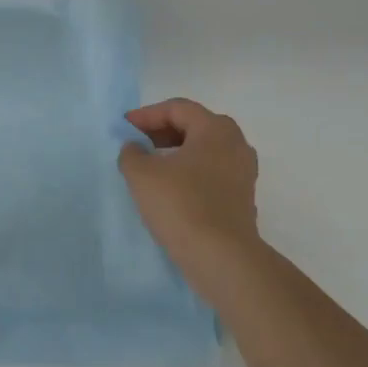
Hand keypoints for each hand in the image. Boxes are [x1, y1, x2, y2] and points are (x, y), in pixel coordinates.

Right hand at [119, 99, 260, 263]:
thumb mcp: (142, 175)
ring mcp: (243, 172)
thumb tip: (135, 148)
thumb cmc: (181, 205)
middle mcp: (236, 144)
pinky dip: (189, 173)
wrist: (222, 258)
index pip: (177, 108)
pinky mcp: (242, 198)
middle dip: (162, 132)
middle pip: (194, 126)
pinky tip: (170, 190)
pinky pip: (211, 173)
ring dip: (176, 154)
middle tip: (137, 144)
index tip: (124, 128)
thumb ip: (132, 153)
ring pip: (204, 151)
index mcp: (215, 129)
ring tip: (150, 167)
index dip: (146, 115)